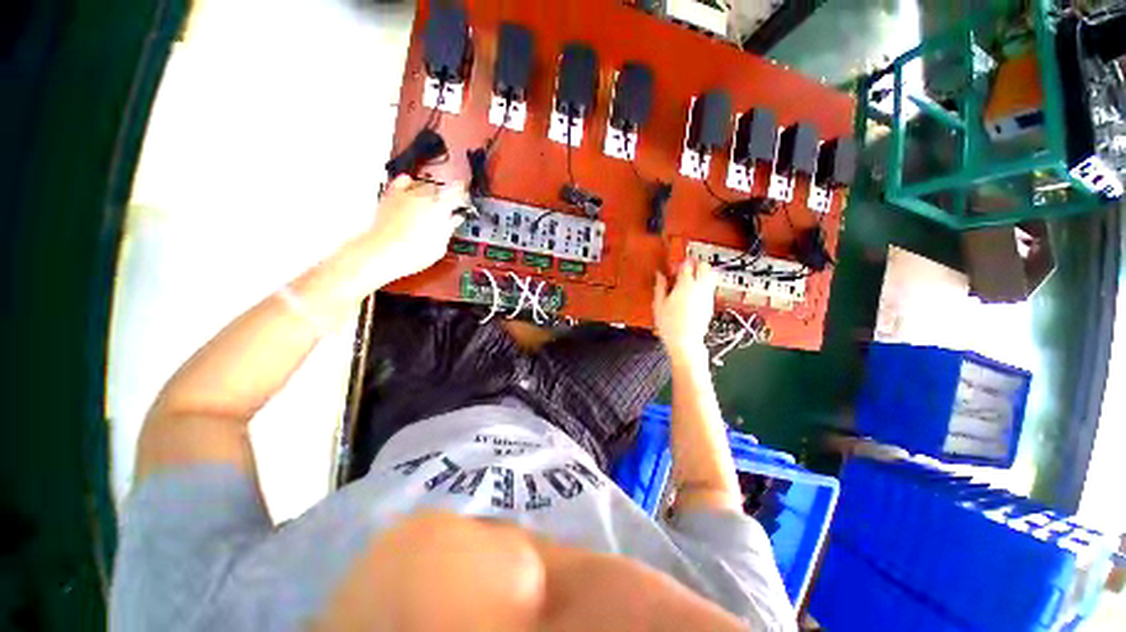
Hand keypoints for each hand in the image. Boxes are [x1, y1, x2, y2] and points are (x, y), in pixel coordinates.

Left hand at [360, 175, 469, 285]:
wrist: (383, 252)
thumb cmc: (413, 252)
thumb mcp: (440, 245)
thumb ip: (449, 228)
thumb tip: (454, 220)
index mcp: (440, 208)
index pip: (457, 193)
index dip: (463, 195)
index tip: (465, 200)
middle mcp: (423, 196)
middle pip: (441, 188)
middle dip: (447, 195)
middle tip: (450, 205)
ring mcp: (406, 194)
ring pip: (424, 183)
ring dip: (431, 190)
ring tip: (433, 200)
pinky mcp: (391, 196)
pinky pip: (402, 181)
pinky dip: (409, 183)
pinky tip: (411, 189)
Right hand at [653, 259, 717, 361]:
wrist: (685, 342)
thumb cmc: (670, 326)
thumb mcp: (658, 304)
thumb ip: (660, 287)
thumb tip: (660, 275)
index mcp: (686, 286)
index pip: (687, 265)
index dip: (680, 263)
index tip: (674, 267)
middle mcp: (700, 289)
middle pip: (705, 266)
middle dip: (696, 264)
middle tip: (686, 268)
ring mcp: (707, 296)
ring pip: (711, 276)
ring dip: (702, 274)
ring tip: (690, 280)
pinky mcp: (710, 305)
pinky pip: (710, 288)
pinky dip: (703, 286)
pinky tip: (692, 294)